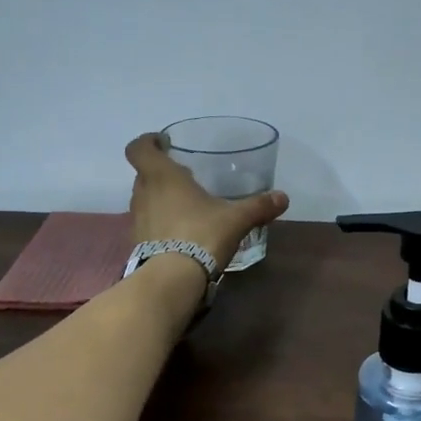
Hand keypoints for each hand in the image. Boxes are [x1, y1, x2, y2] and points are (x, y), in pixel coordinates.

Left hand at [125, 133, 288, 273]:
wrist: (173, 279)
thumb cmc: (201, 234)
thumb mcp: (236, 219)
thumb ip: (258, 206)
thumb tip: (283, 197)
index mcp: (161, 176)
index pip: (139, 148)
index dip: (147, 142)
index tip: (163, 143)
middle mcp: (143, 193)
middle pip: (144, 173)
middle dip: (162, 172)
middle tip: (186, 177)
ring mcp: (138, 219)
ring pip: (145, 198)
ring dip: (160, 197)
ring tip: (186, 205)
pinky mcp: (138, 242)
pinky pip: (148, 222)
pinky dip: (160, 221)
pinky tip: (182, 231)